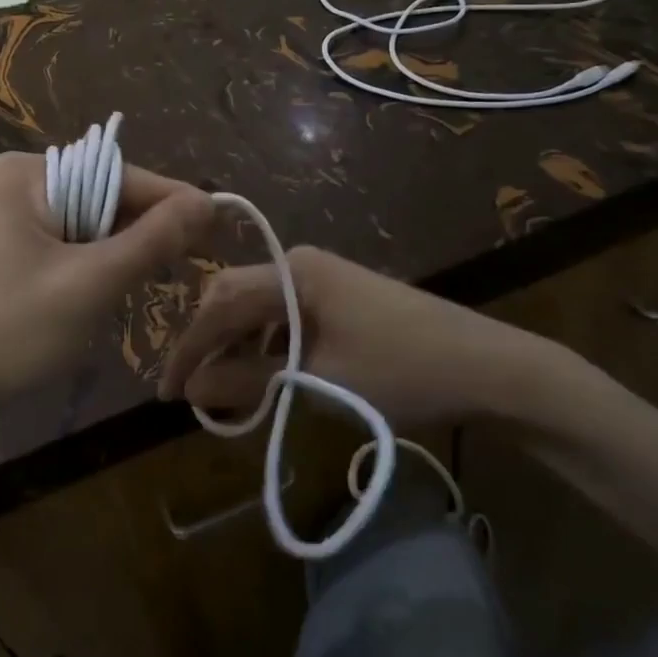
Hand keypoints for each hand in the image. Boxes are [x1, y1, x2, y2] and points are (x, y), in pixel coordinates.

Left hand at [0, 153, 214, 427]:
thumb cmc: (12, 330)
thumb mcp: (91, 282)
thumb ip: (152, 239)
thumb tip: (208, 201)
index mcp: (28, 173)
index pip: (119, 175)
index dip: (172, 201)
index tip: (223, 224)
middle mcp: (20, 183)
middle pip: (106, 197)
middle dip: (146, 229)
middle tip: (200, 258)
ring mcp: (13, 216)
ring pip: (93, 224)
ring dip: (125, 251)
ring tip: (164, 275)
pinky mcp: (15, 249)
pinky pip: (73, 244)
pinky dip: (100, 264)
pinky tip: (118, 287)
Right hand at [159, 245, 591, 430]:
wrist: (490, 367)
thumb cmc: (402, 370)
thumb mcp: (319, 380)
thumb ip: (249, 380)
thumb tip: (191, 388)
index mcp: (293, 271)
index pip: (219, 305)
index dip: (189, 349)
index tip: (167, 391)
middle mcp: (301, 263)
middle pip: (233, 298)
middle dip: (208, 344)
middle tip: (192, 391)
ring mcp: (322, 278)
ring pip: (258, 309)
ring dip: (237, 347)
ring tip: (225, 392)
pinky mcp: (339, 297)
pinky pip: (285, 316)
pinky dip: (266, 346)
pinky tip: (267, 377)